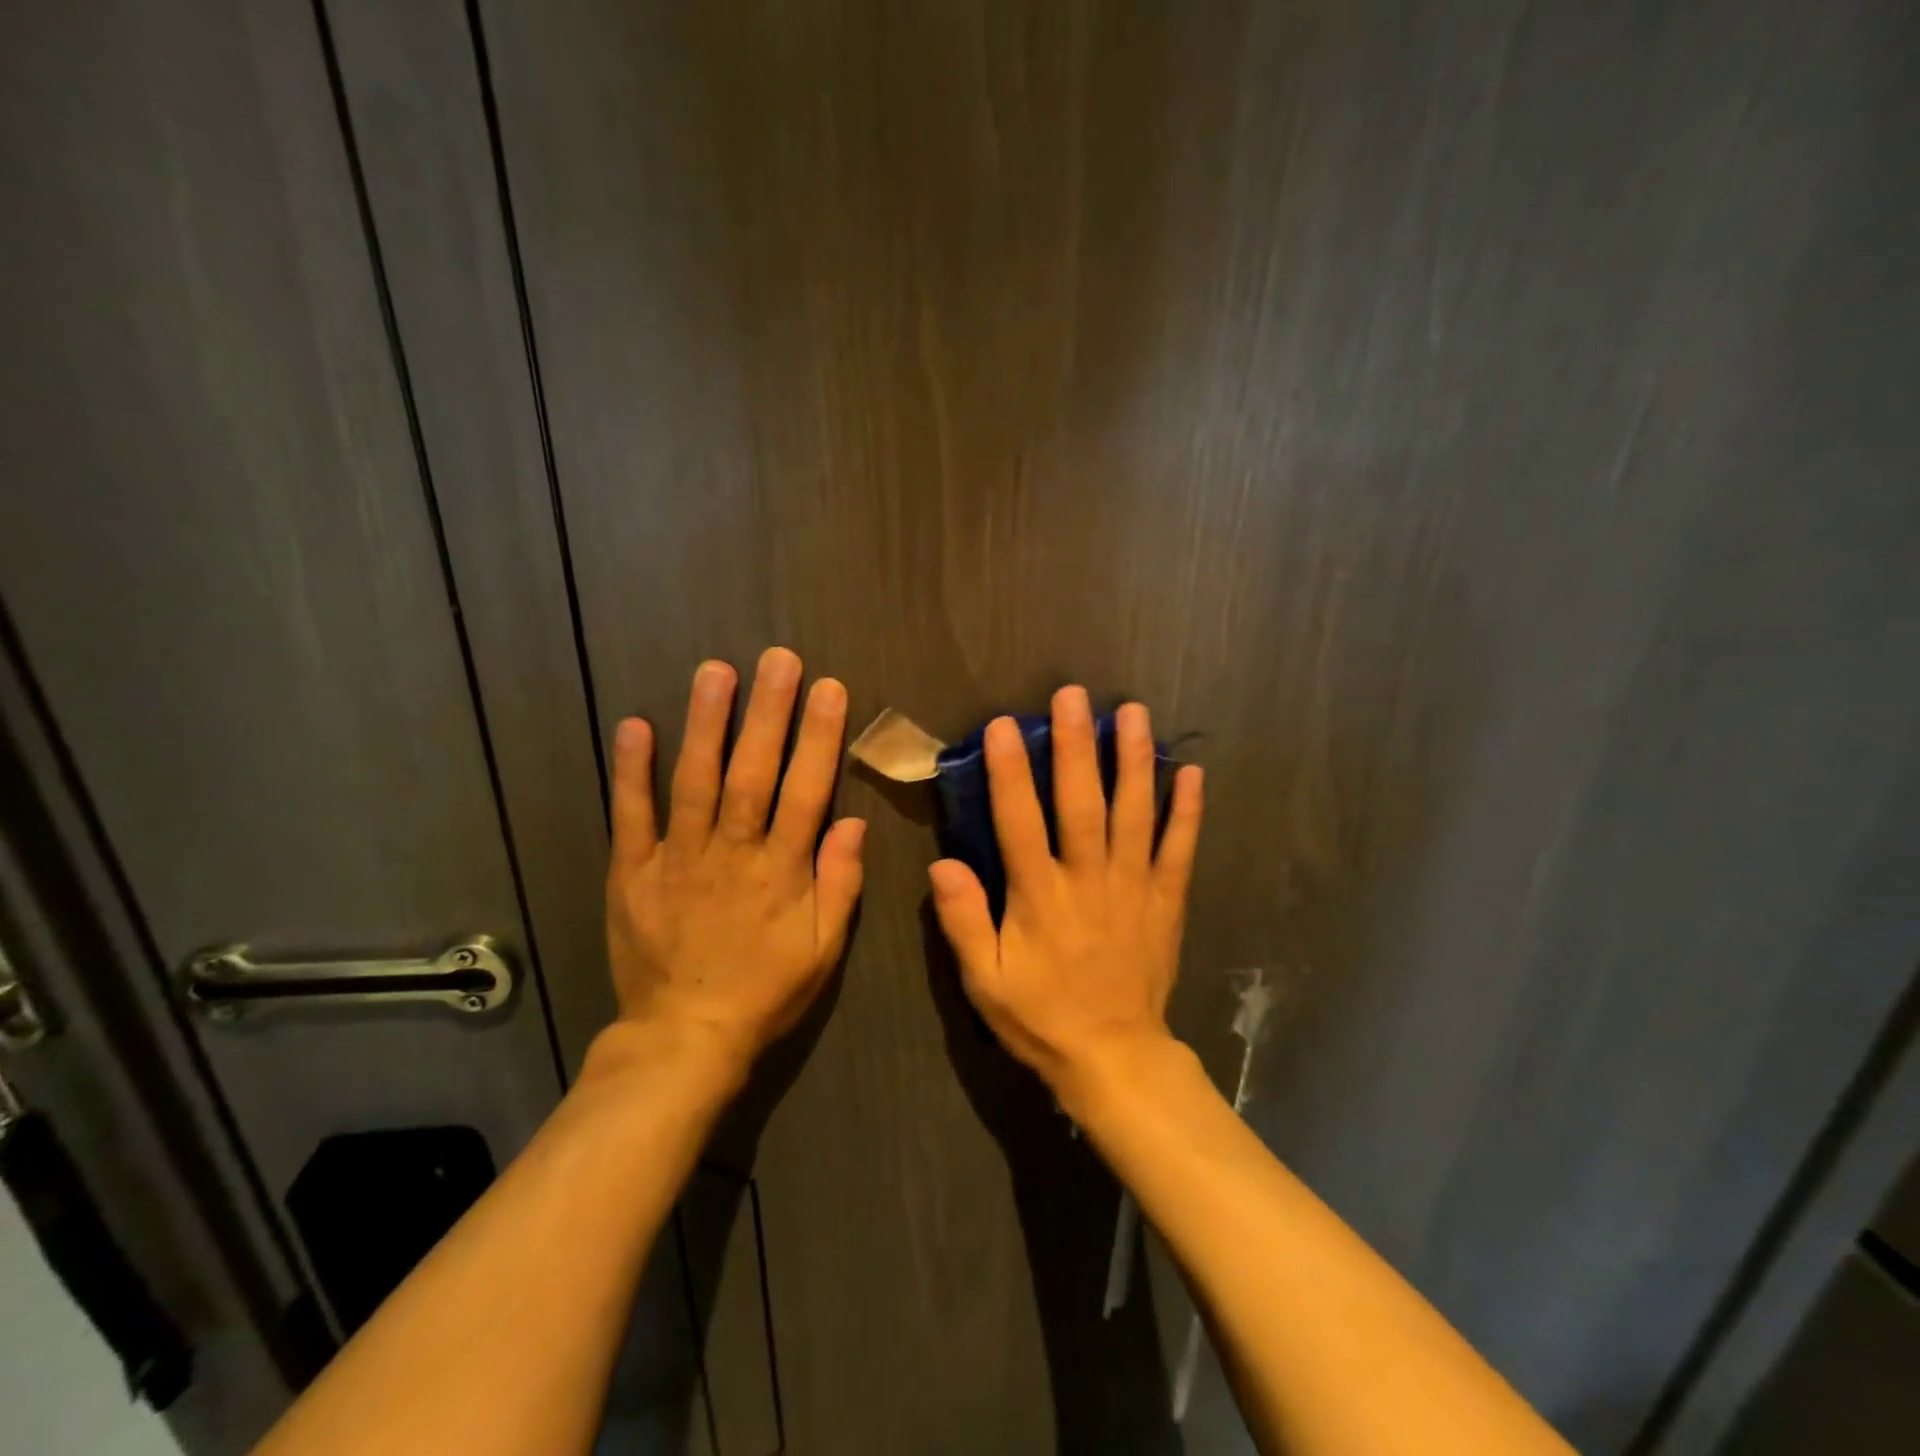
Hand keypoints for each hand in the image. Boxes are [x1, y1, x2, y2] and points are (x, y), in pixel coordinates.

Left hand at [600, 647, 865, 1080]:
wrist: (685, 1037)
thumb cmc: (765, 991)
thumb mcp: (823, 949)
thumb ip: (841, 884)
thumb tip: (855, 822)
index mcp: (782, 871)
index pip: (807, 791)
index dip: (819, 738)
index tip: (828, 689)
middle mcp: (732, 853)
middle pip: (753, 773)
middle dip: (768, 712)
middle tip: (778, 658)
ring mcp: (678, 858)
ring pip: (695, 781)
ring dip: (706, 724)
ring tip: (716, 671)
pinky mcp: (633, 871)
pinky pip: (631, 816)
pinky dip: (631, 771)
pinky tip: (635, 725)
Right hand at [927, 687, 1202, 1097]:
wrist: (1114, 1056)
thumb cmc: (1041, 1016)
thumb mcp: (984, 980)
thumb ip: (963, 920)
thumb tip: (942, 864)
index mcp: (1040, 896)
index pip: (1020, 821)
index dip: (1010, 771)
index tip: (1004, 725)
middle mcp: (1088, 879)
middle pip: (1083, 802)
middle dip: (1077, 745)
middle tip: (1074, 695)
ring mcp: (1133, 885)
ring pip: (1135, 813)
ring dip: (1134, 760)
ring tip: (1134, 712)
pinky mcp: (1166, 899)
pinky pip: (1179, 848)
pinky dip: (1187, 810)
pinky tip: (1192, 771)